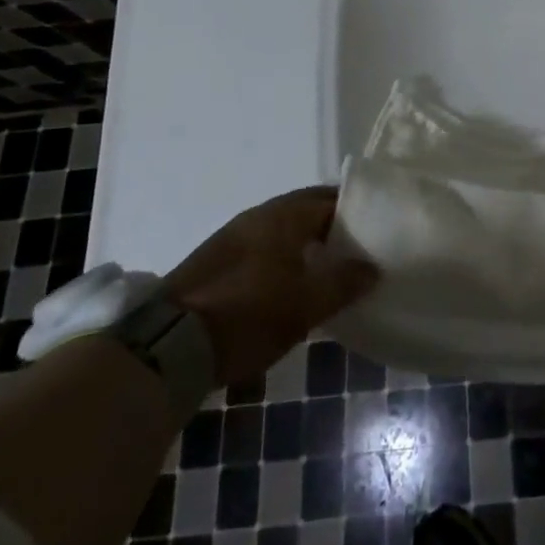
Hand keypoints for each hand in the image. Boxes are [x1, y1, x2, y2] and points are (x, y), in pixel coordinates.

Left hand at [165, 186, 377, 387]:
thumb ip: (344, 282)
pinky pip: (262, 248)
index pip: (330, 198)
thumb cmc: (248, 314)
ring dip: (306, 242)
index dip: (357, 210)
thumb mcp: (306, 305)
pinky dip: (283, 257)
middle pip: (305, 210)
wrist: (165, 346)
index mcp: (284, 215)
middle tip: (358, 249)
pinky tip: (290, 283)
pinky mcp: (214, 263)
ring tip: (328, 268)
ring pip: (282, 230)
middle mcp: (258, 216)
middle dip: (332, 225)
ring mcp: (231, 237)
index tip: (379, 226)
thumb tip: (373, 267)